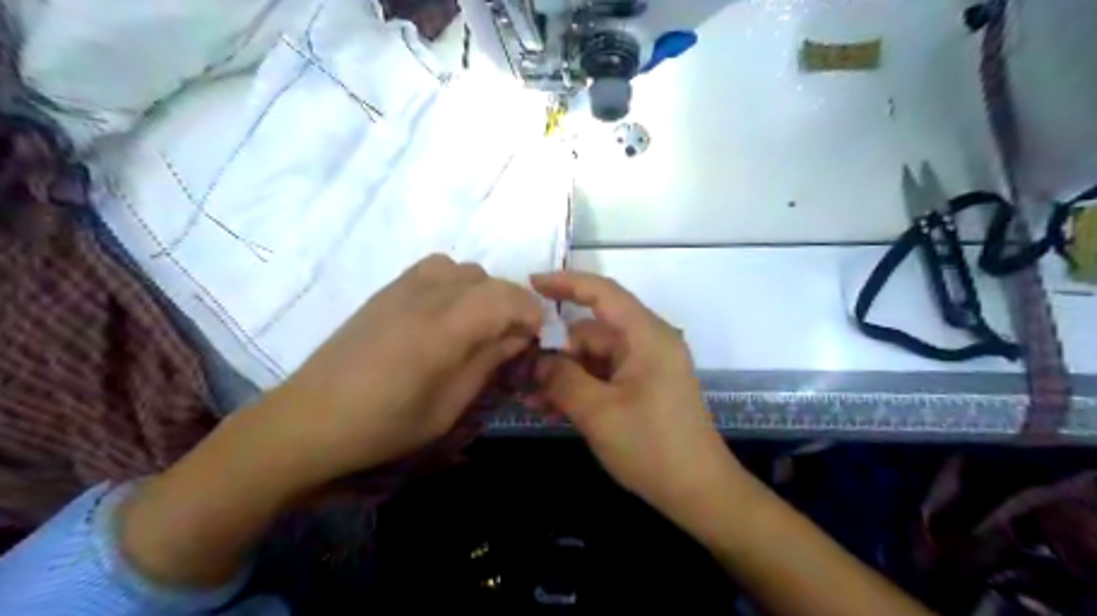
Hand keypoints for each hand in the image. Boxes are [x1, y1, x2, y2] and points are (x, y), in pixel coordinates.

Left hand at [277, 252, 539, 480]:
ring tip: (478, 326)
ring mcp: (404, 286)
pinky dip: (455, 284)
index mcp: (446, 326)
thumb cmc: (385, 424)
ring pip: (464, 270)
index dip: (532, 314)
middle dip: (511, 306)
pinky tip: (446, 315)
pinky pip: (436, 269)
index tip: (537, 340)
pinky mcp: (387, 290)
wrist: (309, 418)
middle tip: (509, 341)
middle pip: (489, 280)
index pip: (508, 297)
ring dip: (483, 293)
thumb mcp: (449, 406)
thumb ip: (488, 363)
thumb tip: (519, 338)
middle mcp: (429, 294)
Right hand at [527, 273, 739, 521]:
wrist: (698, 492)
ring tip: (527, 396)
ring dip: (562, 374)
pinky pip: (603, 378)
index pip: (603, 293)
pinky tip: (547, 407)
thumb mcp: (598, 412)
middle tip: (518, 369)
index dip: (566, 283)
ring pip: (593, 358)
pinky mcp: (641, 389)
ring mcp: (645, 368)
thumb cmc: (652, 447)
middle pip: (592, 332)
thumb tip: (536, 359)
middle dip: (556, 350)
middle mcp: (647, 344)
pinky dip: (578, 388)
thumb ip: (562, 379)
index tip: (530, 284)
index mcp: (646, 336)